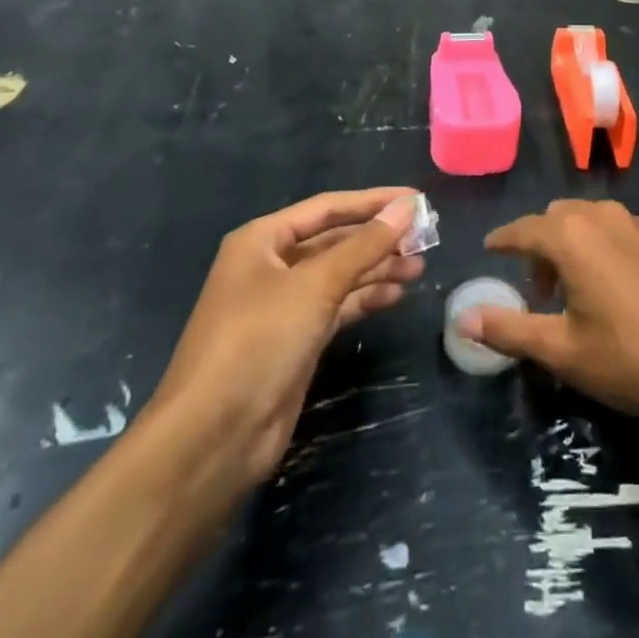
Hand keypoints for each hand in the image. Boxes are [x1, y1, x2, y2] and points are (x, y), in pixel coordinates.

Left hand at [146, 188, 425, 493]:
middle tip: (425, 238)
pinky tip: (396, 294)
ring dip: (377, 268)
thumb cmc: (259, 341)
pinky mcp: (295, 339)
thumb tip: (407, 207)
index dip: (373, 201)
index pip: (327, 207)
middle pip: (334, 240)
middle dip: (378, 238)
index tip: (416, 199)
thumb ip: (365, 245)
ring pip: (339, 274)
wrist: (213, 438)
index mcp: (263, 240)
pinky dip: (365, 297)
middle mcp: (271, 265)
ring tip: (419, 267)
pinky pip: (337, 305)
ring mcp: (283, 304)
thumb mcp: (315, 285)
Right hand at [456, 200, 638, 448]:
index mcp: (572, 236)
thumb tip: (463, 318)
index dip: (503, 240)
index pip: (524, 229)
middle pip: (558, 217)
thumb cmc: (627, 357)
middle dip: (541, 245)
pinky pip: (622, 231)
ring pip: (592, 219)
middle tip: (540, 289)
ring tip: (578, 290)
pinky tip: (619, 289)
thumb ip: (509, 328)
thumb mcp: (561, 349)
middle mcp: (603, 216)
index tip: (490, 249)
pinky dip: (607, 248)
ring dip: (575, 244)